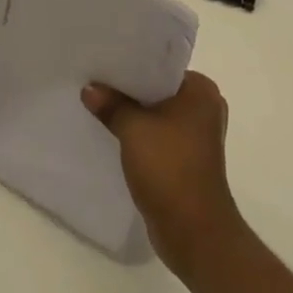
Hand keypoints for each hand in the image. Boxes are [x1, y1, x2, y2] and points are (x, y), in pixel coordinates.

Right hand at [83, 71, 243, 276]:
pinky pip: (156, 134)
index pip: (160, 65)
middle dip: (128, 88)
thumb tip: (89, 89)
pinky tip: (111, 130)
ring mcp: (196, 136)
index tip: (103, 58)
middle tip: (95, 76)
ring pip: (155, 113)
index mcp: (201, 91)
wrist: (194, 234)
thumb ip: (111, 104)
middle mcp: (203, 108)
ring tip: (98, 101)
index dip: (130, 63)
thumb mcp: (133, 129)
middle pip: (156, 89)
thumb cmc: (170, 169)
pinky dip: (138, 133)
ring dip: (132, 112)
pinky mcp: (185, 159)